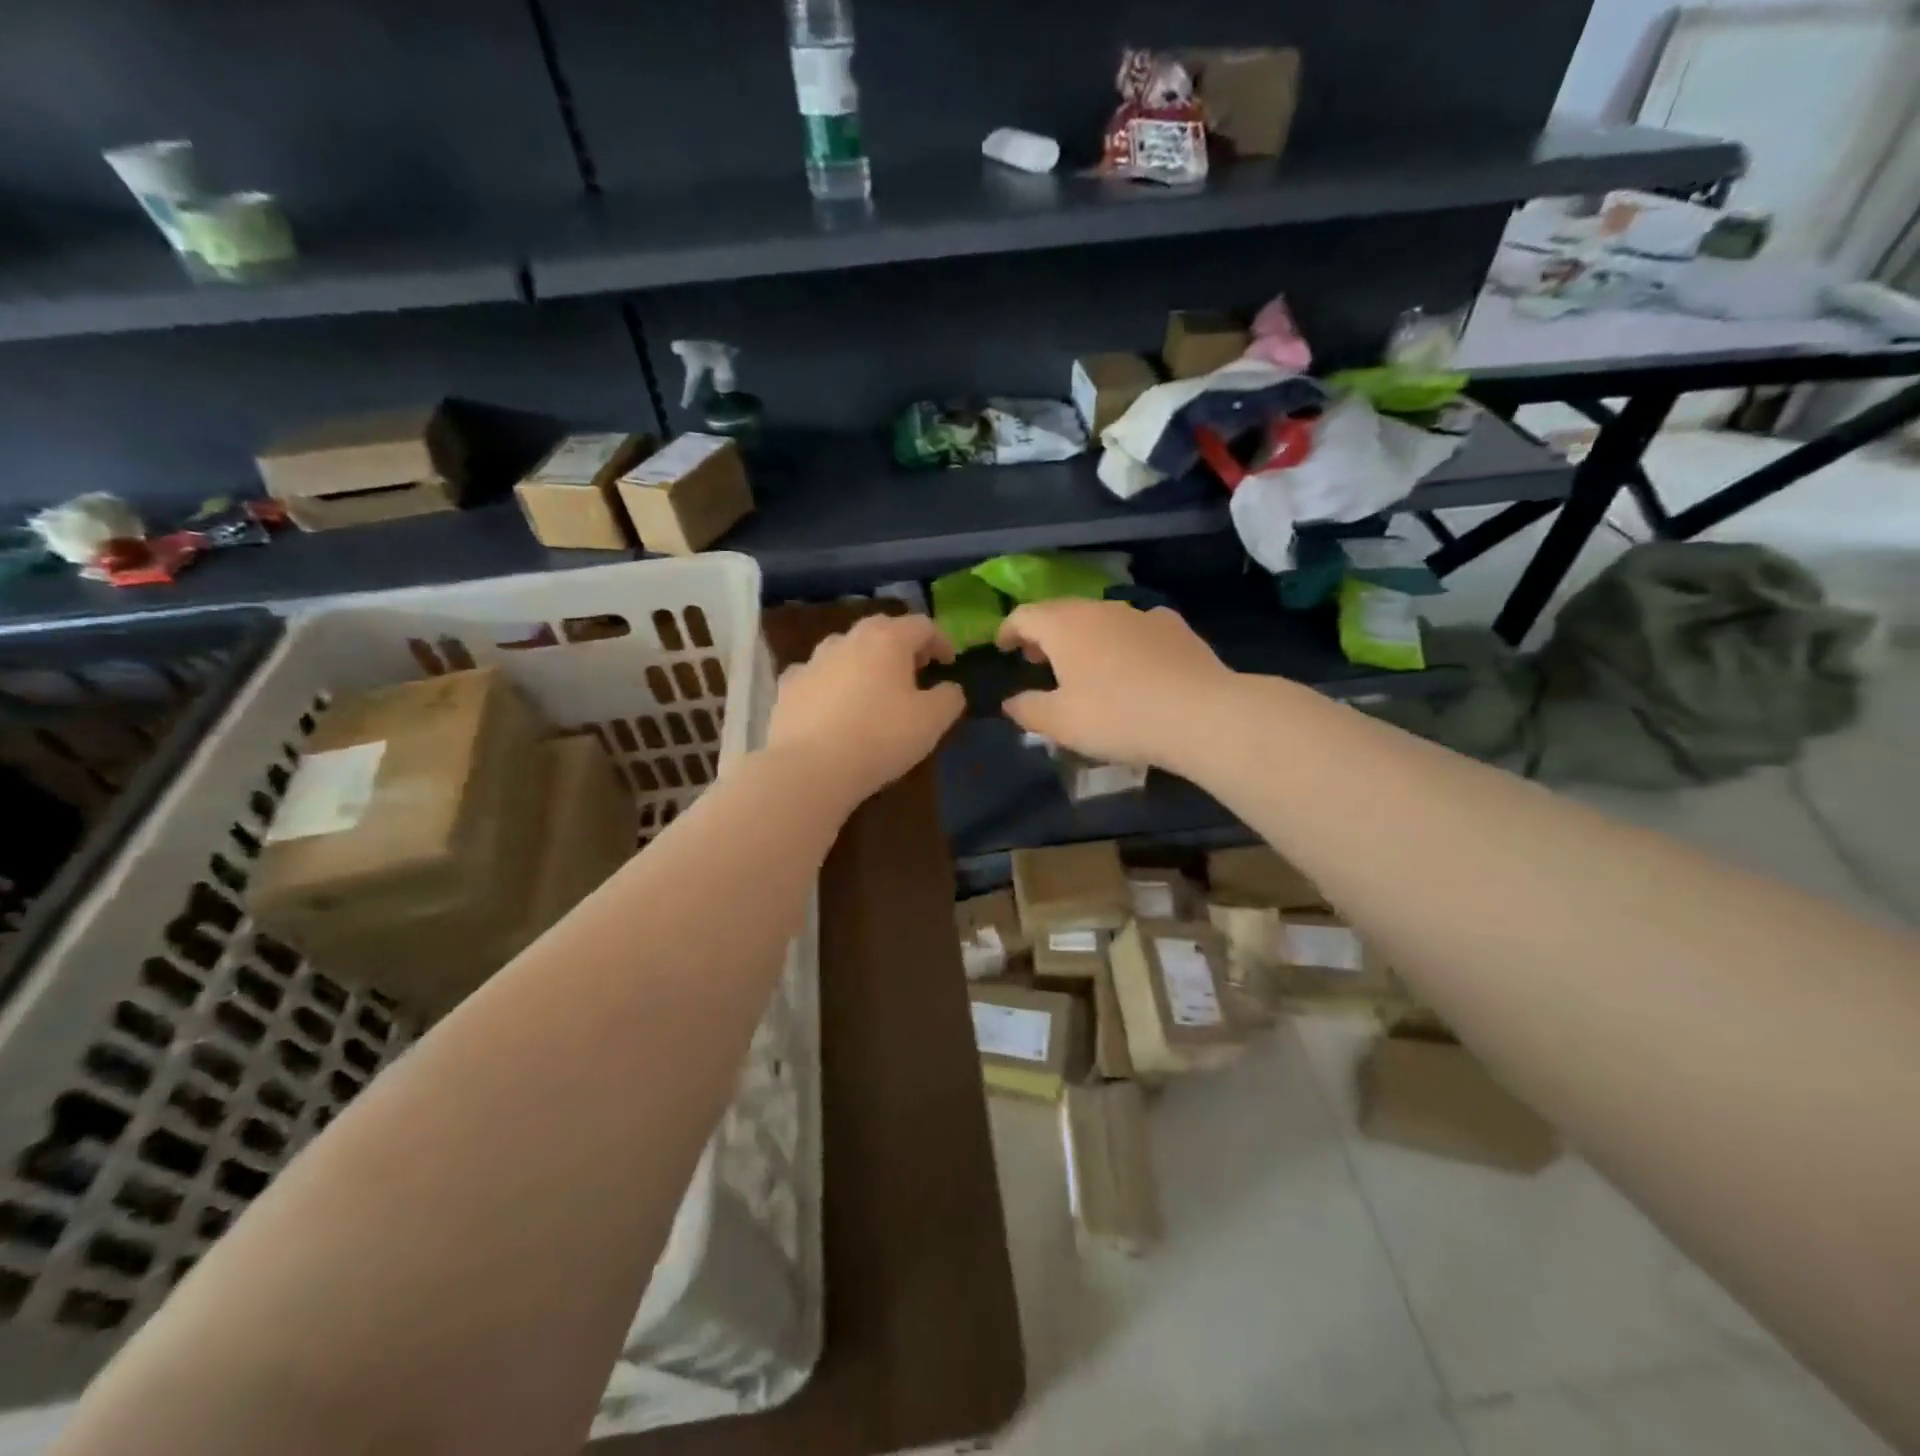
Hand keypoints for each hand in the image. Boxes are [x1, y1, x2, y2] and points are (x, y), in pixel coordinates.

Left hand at [767, 613, 963, 806]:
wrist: (809, 768)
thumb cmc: (880, 738)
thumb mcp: (932, 722)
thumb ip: (949, 698)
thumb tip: (949, 688)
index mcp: (887, 639)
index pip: (921, 625)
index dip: (940, 640)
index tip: (948, 662)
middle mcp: (848, 639)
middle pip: (881, 630)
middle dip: (902, 646)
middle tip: (915, 669)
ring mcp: (812, 661)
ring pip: (845, 650)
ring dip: (864, 661)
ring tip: (874, 687)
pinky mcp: (788, 687)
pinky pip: (817, 676)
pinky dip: (831, 683)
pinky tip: (833, 705)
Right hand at [997, 599, 1234, 770]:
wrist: (1200, 714)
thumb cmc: (1117, 716)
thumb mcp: (1061, 723)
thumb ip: (1028, 710)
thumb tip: (1010, 702)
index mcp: (1064, 626)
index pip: (1024, 615)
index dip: (1008, 630)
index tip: (1002, 647)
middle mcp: (1100, 609)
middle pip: (1061, 612)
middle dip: (1044, 632)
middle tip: (1038, 659)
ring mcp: (1141, 614)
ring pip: (1101, 618)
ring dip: (1084, 636)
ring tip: (1083, 664)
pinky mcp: (1175, 628)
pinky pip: (1138, 627)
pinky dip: (1124, 640)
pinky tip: (1133, 661)